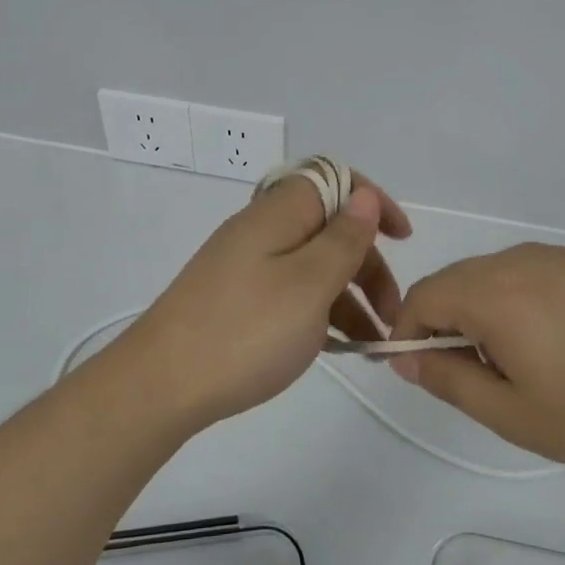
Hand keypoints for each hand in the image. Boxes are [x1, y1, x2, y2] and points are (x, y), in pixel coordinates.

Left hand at [114, 170, 411, 430]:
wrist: (161, 385)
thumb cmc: (246, 331)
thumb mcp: (309, 284)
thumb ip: (343, 239)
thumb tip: (364, 196)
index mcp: (279, 213)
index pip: (335, 180)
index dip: (373, 201)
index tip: (403, 238)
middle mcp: (262, 229)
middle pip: (329, 227)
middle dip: (368, 263)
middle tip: (391, 313)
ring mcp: (246, 265)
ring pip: (313, 264)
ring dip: (350, 295)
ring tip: (373, 344)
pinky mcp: (237, 298)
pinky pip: (292, 291)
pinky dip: (320, 312)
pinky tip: (338, 348)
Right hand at [387, 243, 564, 473]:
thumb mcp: (512, 414)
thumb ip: (448, 380)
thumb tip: (404, 357)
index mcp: (494, 294)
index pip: (423, 296)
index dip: (407, 330)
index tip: (417, 367)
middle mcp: (519, 259)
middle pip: (455, 280)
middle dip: (444, 320)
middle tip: (470, 372)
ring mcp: (558, 255)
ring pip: (492, 272)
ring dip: (482, 306)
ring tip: (517, 358)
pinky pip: (531, 269)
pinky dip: (519, 296)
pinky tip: (557, 337)